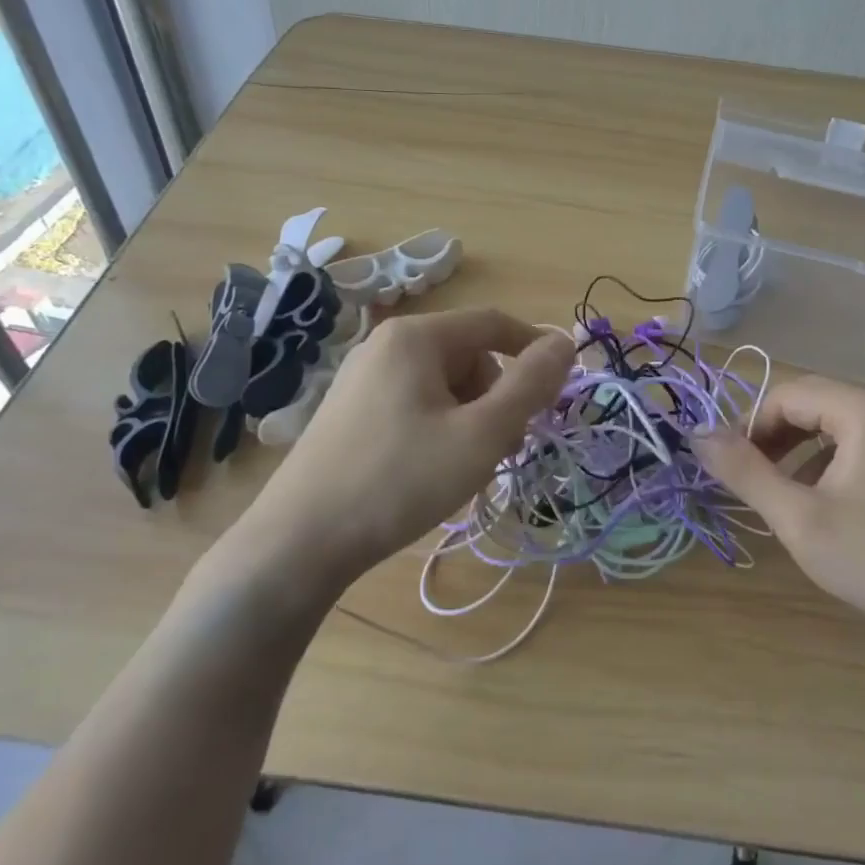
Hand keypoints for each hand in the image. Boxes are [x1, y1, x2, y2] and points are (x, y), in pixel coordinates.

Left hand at [236, 307, 573, 593]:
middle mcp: (385, 345)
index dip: (534, 348)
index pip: (493, 323)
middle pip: (467, 355)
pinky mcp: (349, 411)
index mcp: (416, 337)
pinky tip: (433, 470)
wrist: (299, 541)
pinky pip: (413, 403)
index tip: (561, 386)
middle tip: (507, 445)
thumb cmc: (400, 480)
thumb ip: (530, 385)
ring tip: (469, 465)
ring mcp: (361, 378)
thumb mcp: (481, 434)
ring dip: (470, 416)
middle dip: (498, 395)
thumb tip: (565, 343)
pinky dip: (439, 427)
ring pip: (441, 384)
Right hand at [691, 376, 864, 651]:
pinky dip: (830, 462)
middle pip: (812, 404)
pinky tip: (826, 504)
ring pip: (835, 425)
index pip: (786, 396)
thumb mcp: (800, 518)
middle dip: (773, 438)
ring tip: (782, 494)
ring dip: (799, 451)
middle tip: (751, 480)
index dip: (749, 427)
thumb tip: (697, 434)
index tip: (729, 468)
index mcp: (864, 409)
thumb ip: (744, 471)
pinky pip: (862, 443)